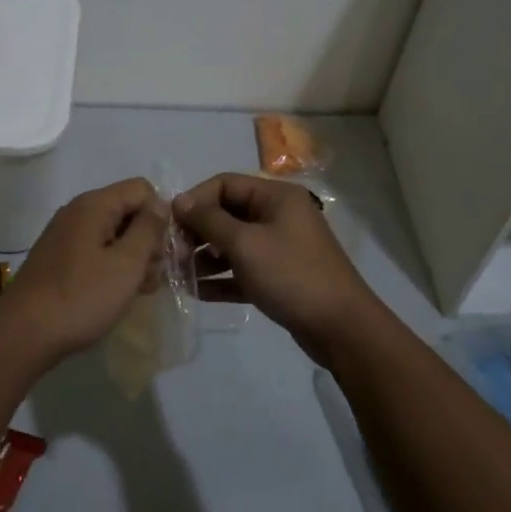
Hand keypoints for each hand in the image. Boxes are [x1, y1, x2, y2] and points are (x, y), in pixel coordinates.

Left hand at [0, 178, 167, 370]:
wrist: (24, 335)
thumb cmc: (81, 298)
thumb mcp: (126, 264)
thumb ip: (148, 229)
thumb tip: (161, 203)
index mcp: (94, 205)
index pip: (142, 189)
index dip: (160, 217)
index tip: (164, 251)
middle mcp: (78, 212)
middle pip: (128, 211)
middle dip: (148, 241)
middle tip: (153, 277)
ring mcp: (66, 236)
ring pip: (114, 235)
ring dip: (133, 259)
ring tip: (139, 291)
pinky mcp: (60, 259)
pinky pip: (97, 252)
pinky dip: (113, 267)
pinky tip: (118, 294)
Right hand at [173, 173, 379, 365]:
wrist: (341, 327)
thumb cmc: (291, 274)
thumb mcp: (245, 244)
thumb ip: (209, 221)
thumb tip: (179, 201)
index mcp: (275, 196)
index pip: (224, 184)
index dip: (195, 200)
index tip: (170, 225)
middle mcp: (278, 215)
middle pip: (227, 213)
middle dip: (197, 232)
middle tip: (173, 254)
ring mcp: (279, 247)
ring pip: (232, 244)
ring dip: (205, 257)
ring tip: (179, 275)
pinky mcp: (278, 276)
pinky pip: (242, 270)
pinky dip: (221, 278)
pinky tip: (196, 292)